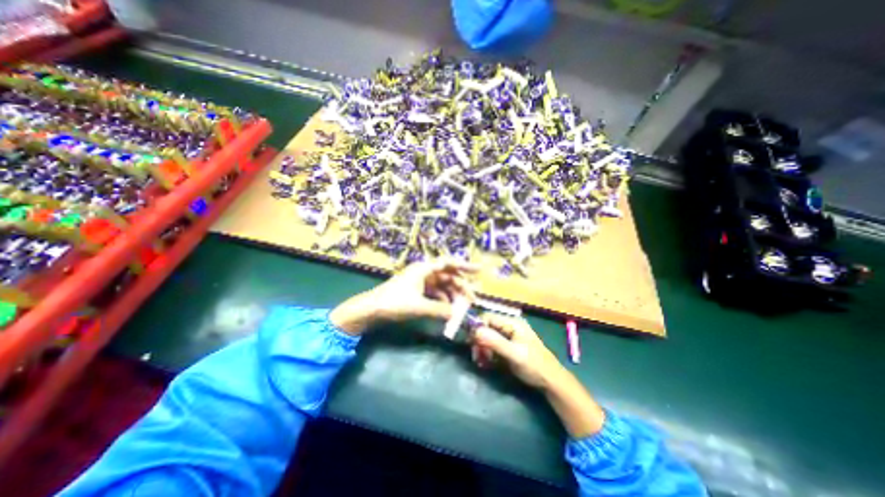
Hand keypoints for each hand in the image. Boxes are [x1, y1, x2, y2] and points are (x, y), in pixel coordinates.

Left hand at [328, 259, 477, 335]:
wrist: (372, 309)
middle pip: (448, 276)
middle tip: (474, 298)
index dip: (465, 266)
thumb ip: (440, 309)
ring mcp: (421, 281)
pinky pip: (436, 293)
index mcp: (424, 269)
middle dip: (461, 286)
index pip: (449, 263)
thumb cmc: (394, 302)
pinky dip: (444, 300)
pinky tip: (449, 309)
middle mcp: (425, 272)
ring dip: (453, 295)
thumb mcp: (419, 306)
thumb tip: (458, 315)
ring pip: (443, 286)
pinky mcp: (418, 290)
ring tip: (463, 307)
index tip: (479, 270)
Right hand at [471, 314, 566, 392]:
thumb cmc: (534, 365)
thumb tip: (475, 331)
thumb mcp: (514, 354)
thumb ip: (495, 342)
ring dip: (482, 349)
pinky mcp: (507, 346)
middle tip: (476, 356)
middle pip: (486, 327)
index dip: (477, 327)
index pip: (488, 317)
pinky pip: (492, 345)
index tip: (471, 342)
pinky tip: (486, 363)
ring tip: (481, 362)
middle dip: (479, 341)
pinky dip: (487, 353)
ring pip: (487, 337)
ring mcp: (508, 336)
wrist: (551, 382)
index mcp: (512, 322)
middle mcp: (509, 326)